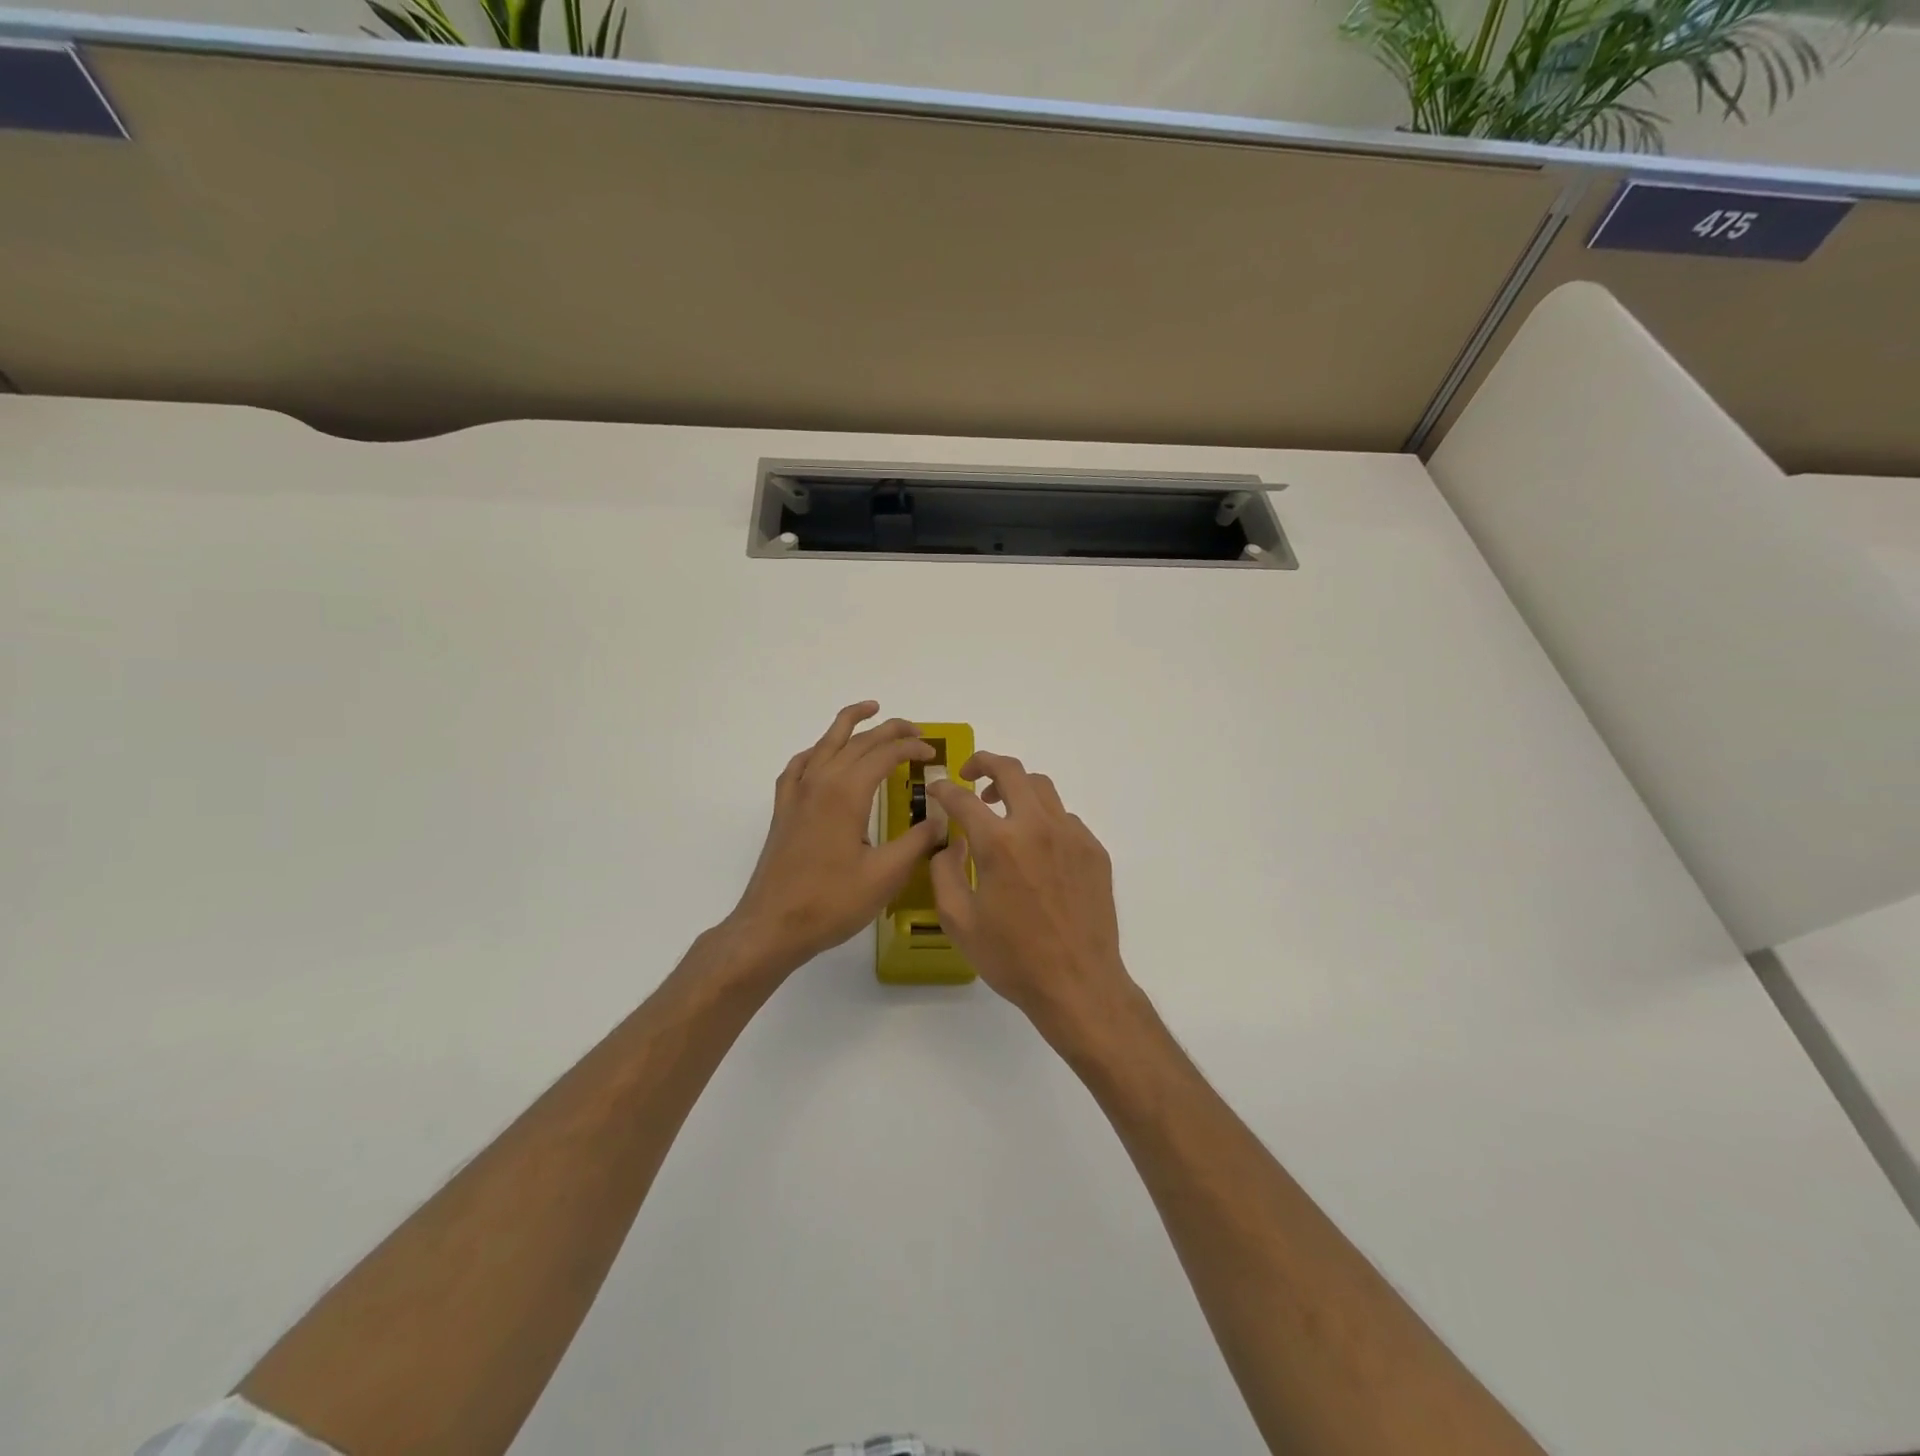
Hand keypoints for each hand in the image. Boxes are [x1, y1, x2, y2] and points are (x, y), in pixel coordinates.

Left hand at [727, 702, 944, 975]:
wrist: (772, 925)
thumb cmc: (831, 902)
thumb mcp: (885, 875)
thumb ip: (918, 842)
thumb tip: (943, 819)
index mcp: (847, 793)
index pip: (885, 754)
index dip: (912, 748)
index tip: (933, 753)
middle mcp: (820, 782)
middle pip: (858, 741)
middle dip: (890, 730)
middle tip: (916, 730)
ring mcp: (797, 793)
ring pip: (825, 743)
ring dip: (850, 723)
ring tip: (870, 710)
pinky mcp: (784, 809)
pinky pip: (800, 765)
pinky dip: (817, 751)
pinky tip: (823, 756)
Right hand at [928, 752, 1135, 1037]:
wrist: (1078, 983)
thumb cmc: (1012, 958)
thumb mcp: (959, 921)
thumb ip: (945, 872)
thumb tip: (950, 843)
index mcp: (999, 843)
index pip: (963, 799)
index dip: (944, 789)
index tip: (937, 790)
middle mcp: (1038, 827)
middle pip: (1011, 770)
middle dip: (984, 762)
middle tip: (970, 776)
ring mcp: (1072, 835)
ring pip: (1042, 788)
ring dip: (1016, 787)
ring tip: (1001, 809)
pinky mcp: (1094, 850)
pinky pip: (1064, 818)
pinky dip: (1043, 819)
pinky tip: (1035, 848)